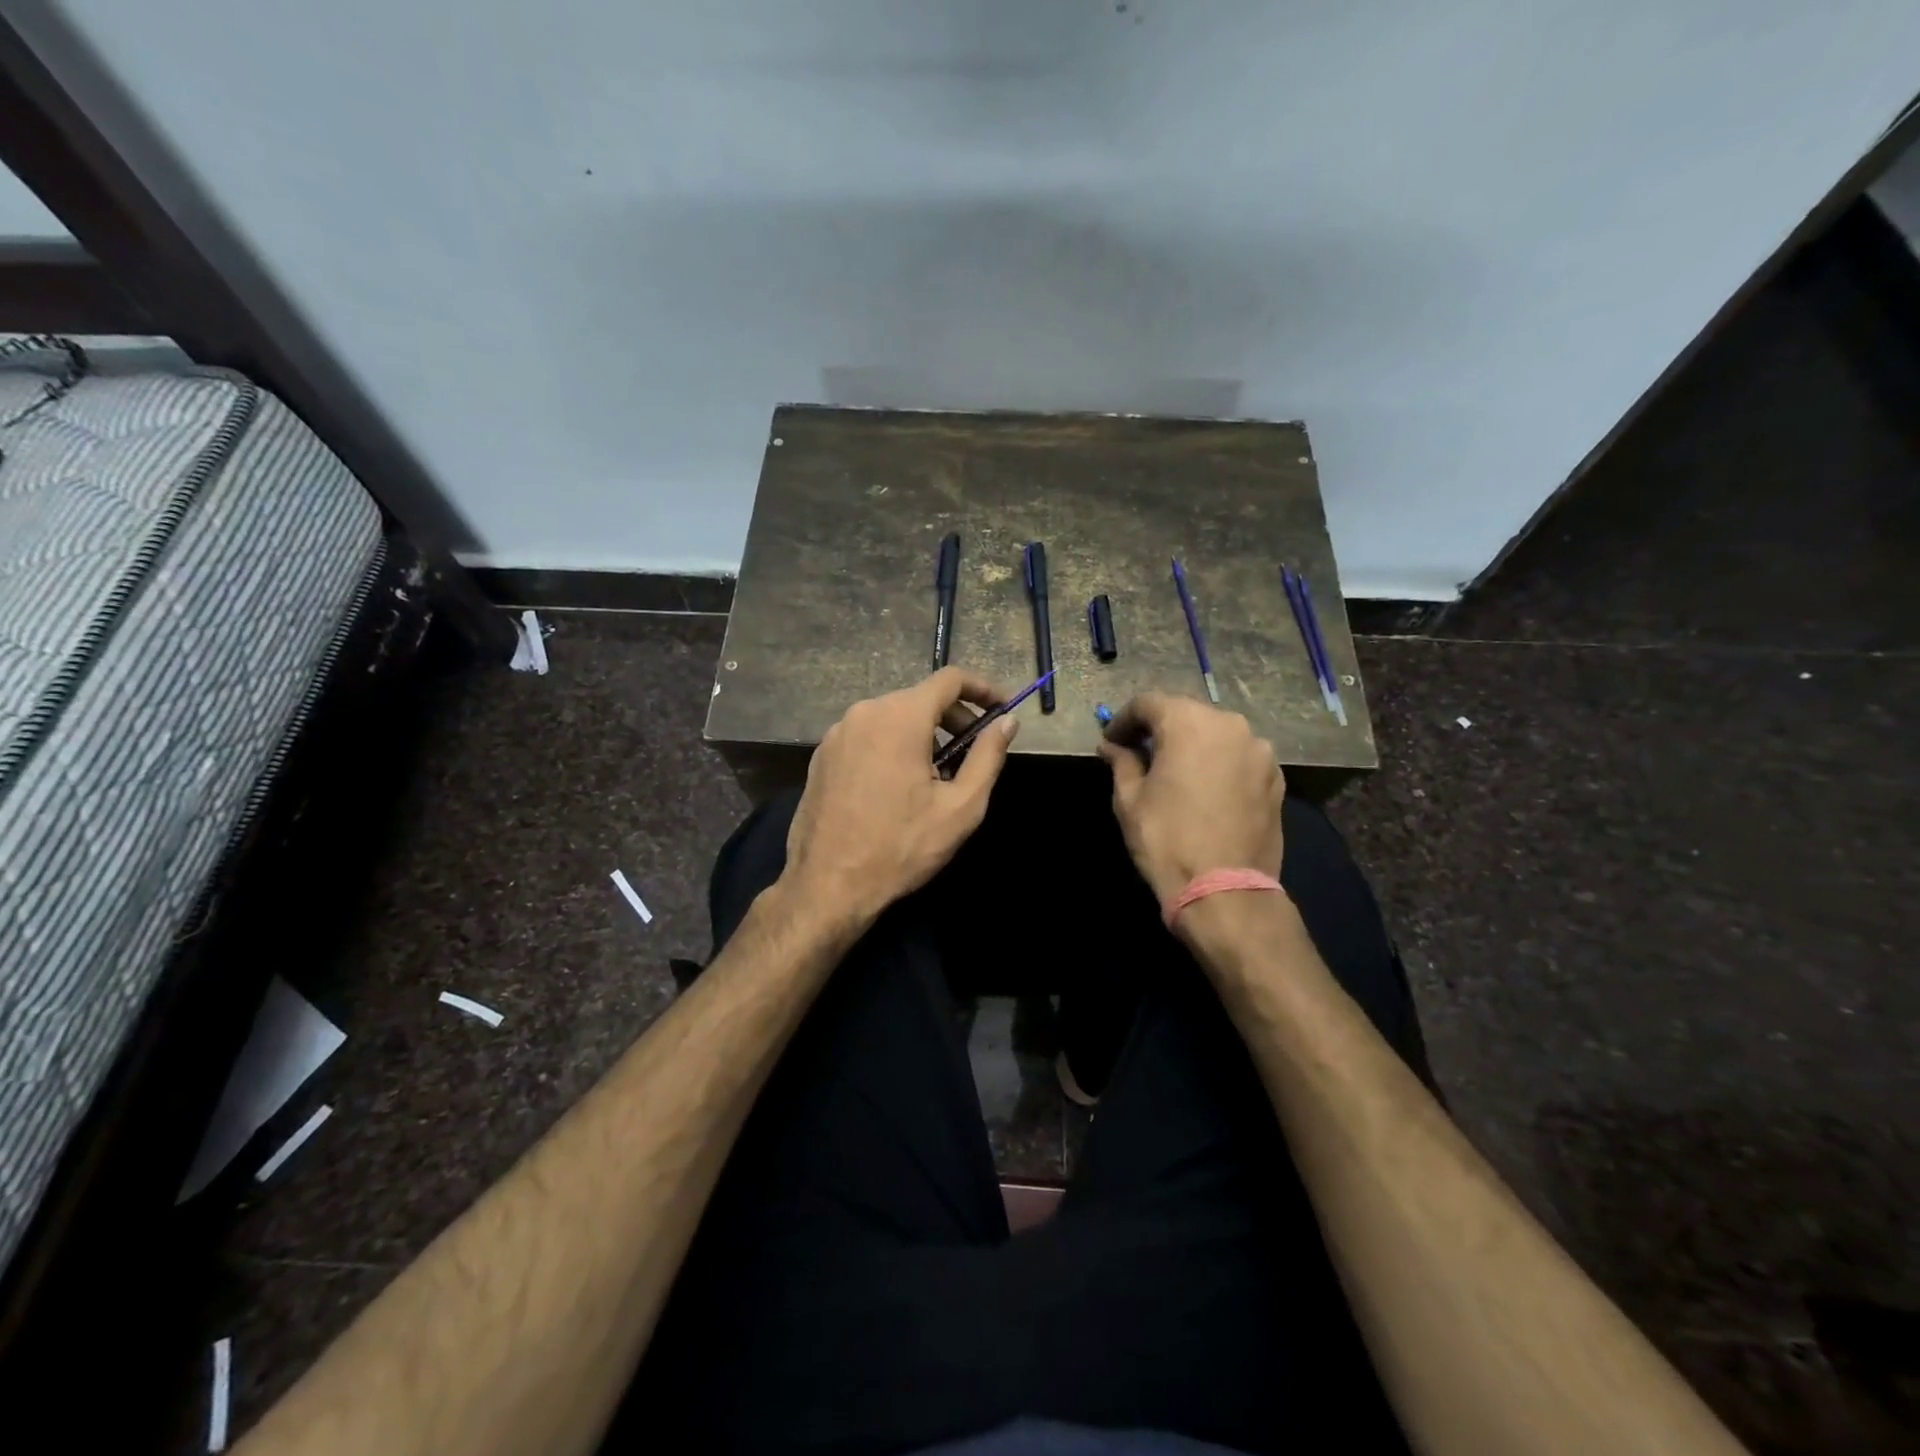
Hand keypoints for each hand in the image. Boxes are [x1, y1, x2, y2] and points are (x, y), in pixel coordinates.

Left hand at [784, 668, 1017, 924]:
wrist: (827, 885)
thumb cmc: (901, 847)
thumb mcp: (960, 807)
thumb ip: (987, 757)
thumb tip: (1007, 723)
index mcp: (900, 718)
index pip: (950, 679)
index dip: (983, 689)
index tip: (1002, 709)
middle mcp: (864, 713)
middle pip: (920, 697)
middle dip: (954, 717)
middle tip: (975, 750)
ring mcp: (837, 733)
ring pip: (892, 716)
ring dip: (923, 733)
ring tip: (939, 774)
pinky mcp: (822, 755)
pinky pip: (868, 735)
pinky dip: (893, 745)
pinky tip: (900, 784)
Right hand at [1097, 692, 1284, 903]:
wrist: (1226, 891)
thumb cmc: (1167, 839)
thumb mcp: (1129, 799)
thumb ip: (1122, 762)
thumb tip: (1112, 747)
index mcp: (1189, 723)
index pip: (1148, 703)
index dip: (1123, 720)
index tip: (1110, 742)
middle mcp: (1230, 725)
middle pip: (1186, 714)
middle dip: (1159, 729)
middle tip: (1138, 753)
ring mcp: (1260, 751)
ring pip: (1216, 734)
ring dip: (1192, 745)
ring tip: (1174, 772)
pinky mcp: (1276, 778)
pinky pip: (1239, 757)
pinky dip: (1218, 763)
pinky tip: (1205, 789)